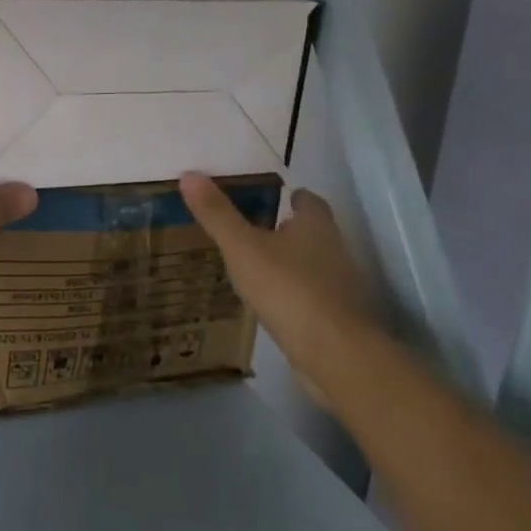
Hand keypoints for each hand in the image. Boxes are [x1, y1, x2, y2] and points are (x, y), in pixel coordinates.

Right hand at [179, 175, 381, 368]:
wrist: (336, 355)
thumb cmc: (288, 288)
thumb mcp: (242, 247)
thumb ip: (217, 214)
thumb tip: (190, 175)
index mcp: (316, 226)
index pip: (309, 201)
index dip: (292, 196)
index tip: (271, 196)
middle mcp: (335, 251)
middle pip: (312, 232)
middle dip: (287, 229)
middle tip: (253, 228)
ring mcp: (340, 288)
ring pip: (312, 265)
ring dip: (289, 263)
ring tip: (254, 265)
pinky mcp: (338, 320)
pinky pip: (311, 297)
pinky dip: (293, 294)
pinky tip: (269, 302)